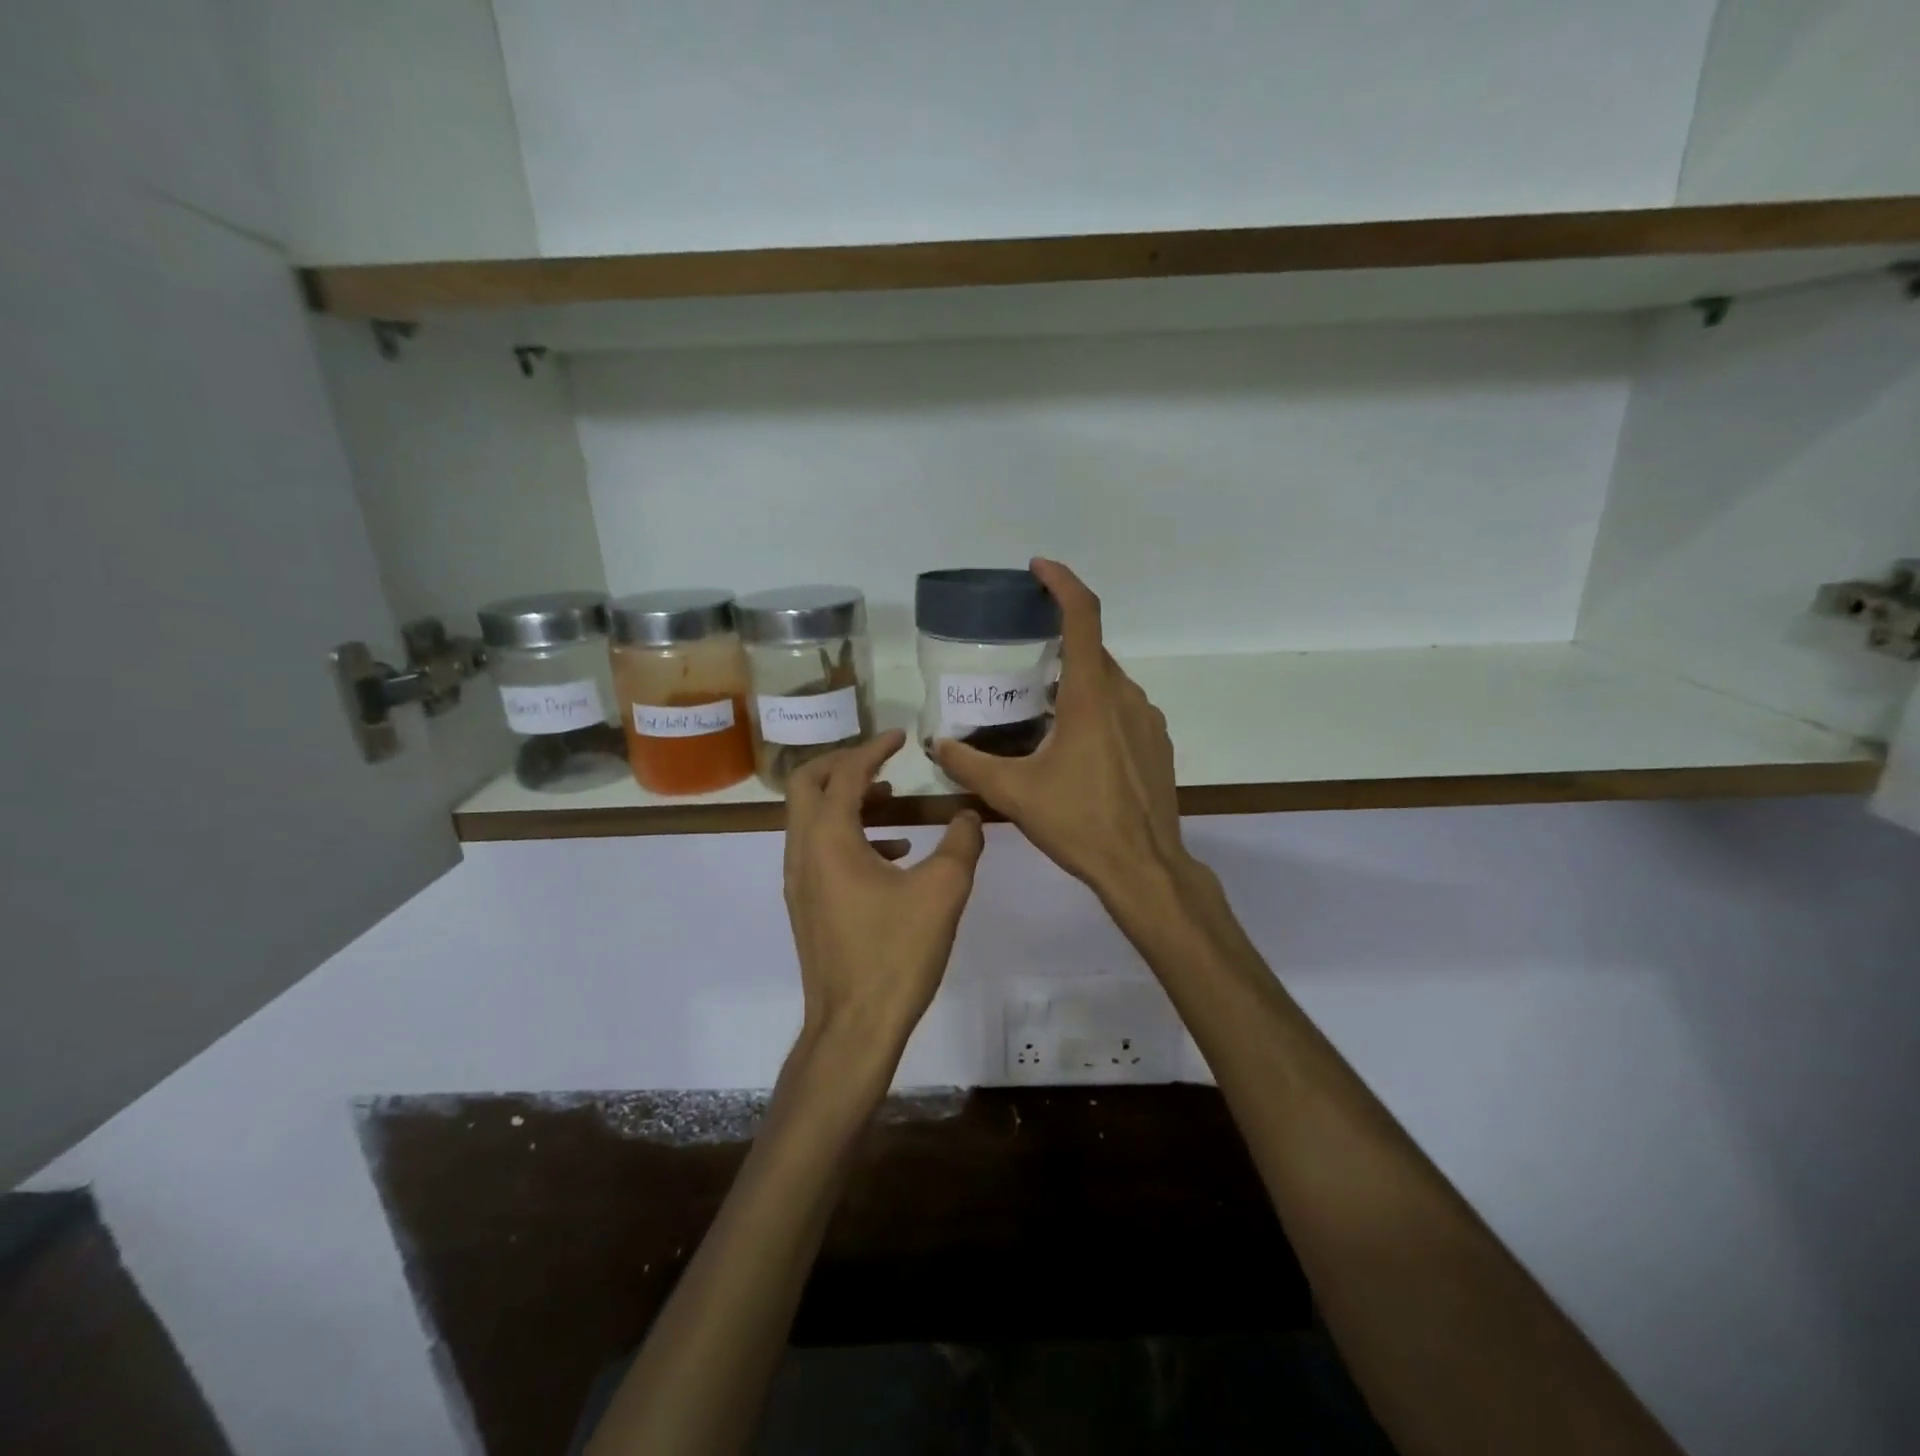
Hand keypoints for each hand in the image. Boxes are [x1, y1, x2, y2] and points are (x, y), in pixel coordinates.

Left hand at [783, 730, 985, 1062]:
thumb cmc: (896, 954)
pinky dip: (850, 835)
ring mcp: (799, 881)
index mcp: (829, 839)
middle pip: (807, 785)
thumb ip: (962, 843)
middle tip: (882, 760)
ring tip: (892, 801)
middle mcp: (803, 852)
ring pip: (812, 818)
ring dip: (847, 800)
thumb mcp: (943, 892)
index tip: (900, 737)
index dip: (873, 748)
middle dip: (843, 764)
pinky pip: (820, 849)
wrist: (854, 1027)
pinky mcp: (807, 904)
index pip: (844, 773)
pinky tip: (894, 854)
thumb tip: (970, 814)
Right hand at [932, 559, 1185, 906]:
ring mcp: (1148, 720)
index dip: (1061, 582)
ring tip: (1043, 712)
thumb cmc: (1078, 823)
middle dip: (1059, 645)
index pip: (1083, 616)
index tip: (1038, 568)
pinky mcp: (1158, 743)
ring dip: (1077, 683)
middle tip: (1023, 662)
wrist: (1143, 867)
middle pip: (1092, 651)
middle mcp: (1125, 696)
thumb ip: (969, 764)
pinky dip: (1098, 709)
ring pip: (1108, 682)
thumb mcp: (1013, 793)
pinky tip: (1076, 747)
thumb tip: (937, 745)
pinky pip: (1124, 709)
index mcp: (1091, 696)